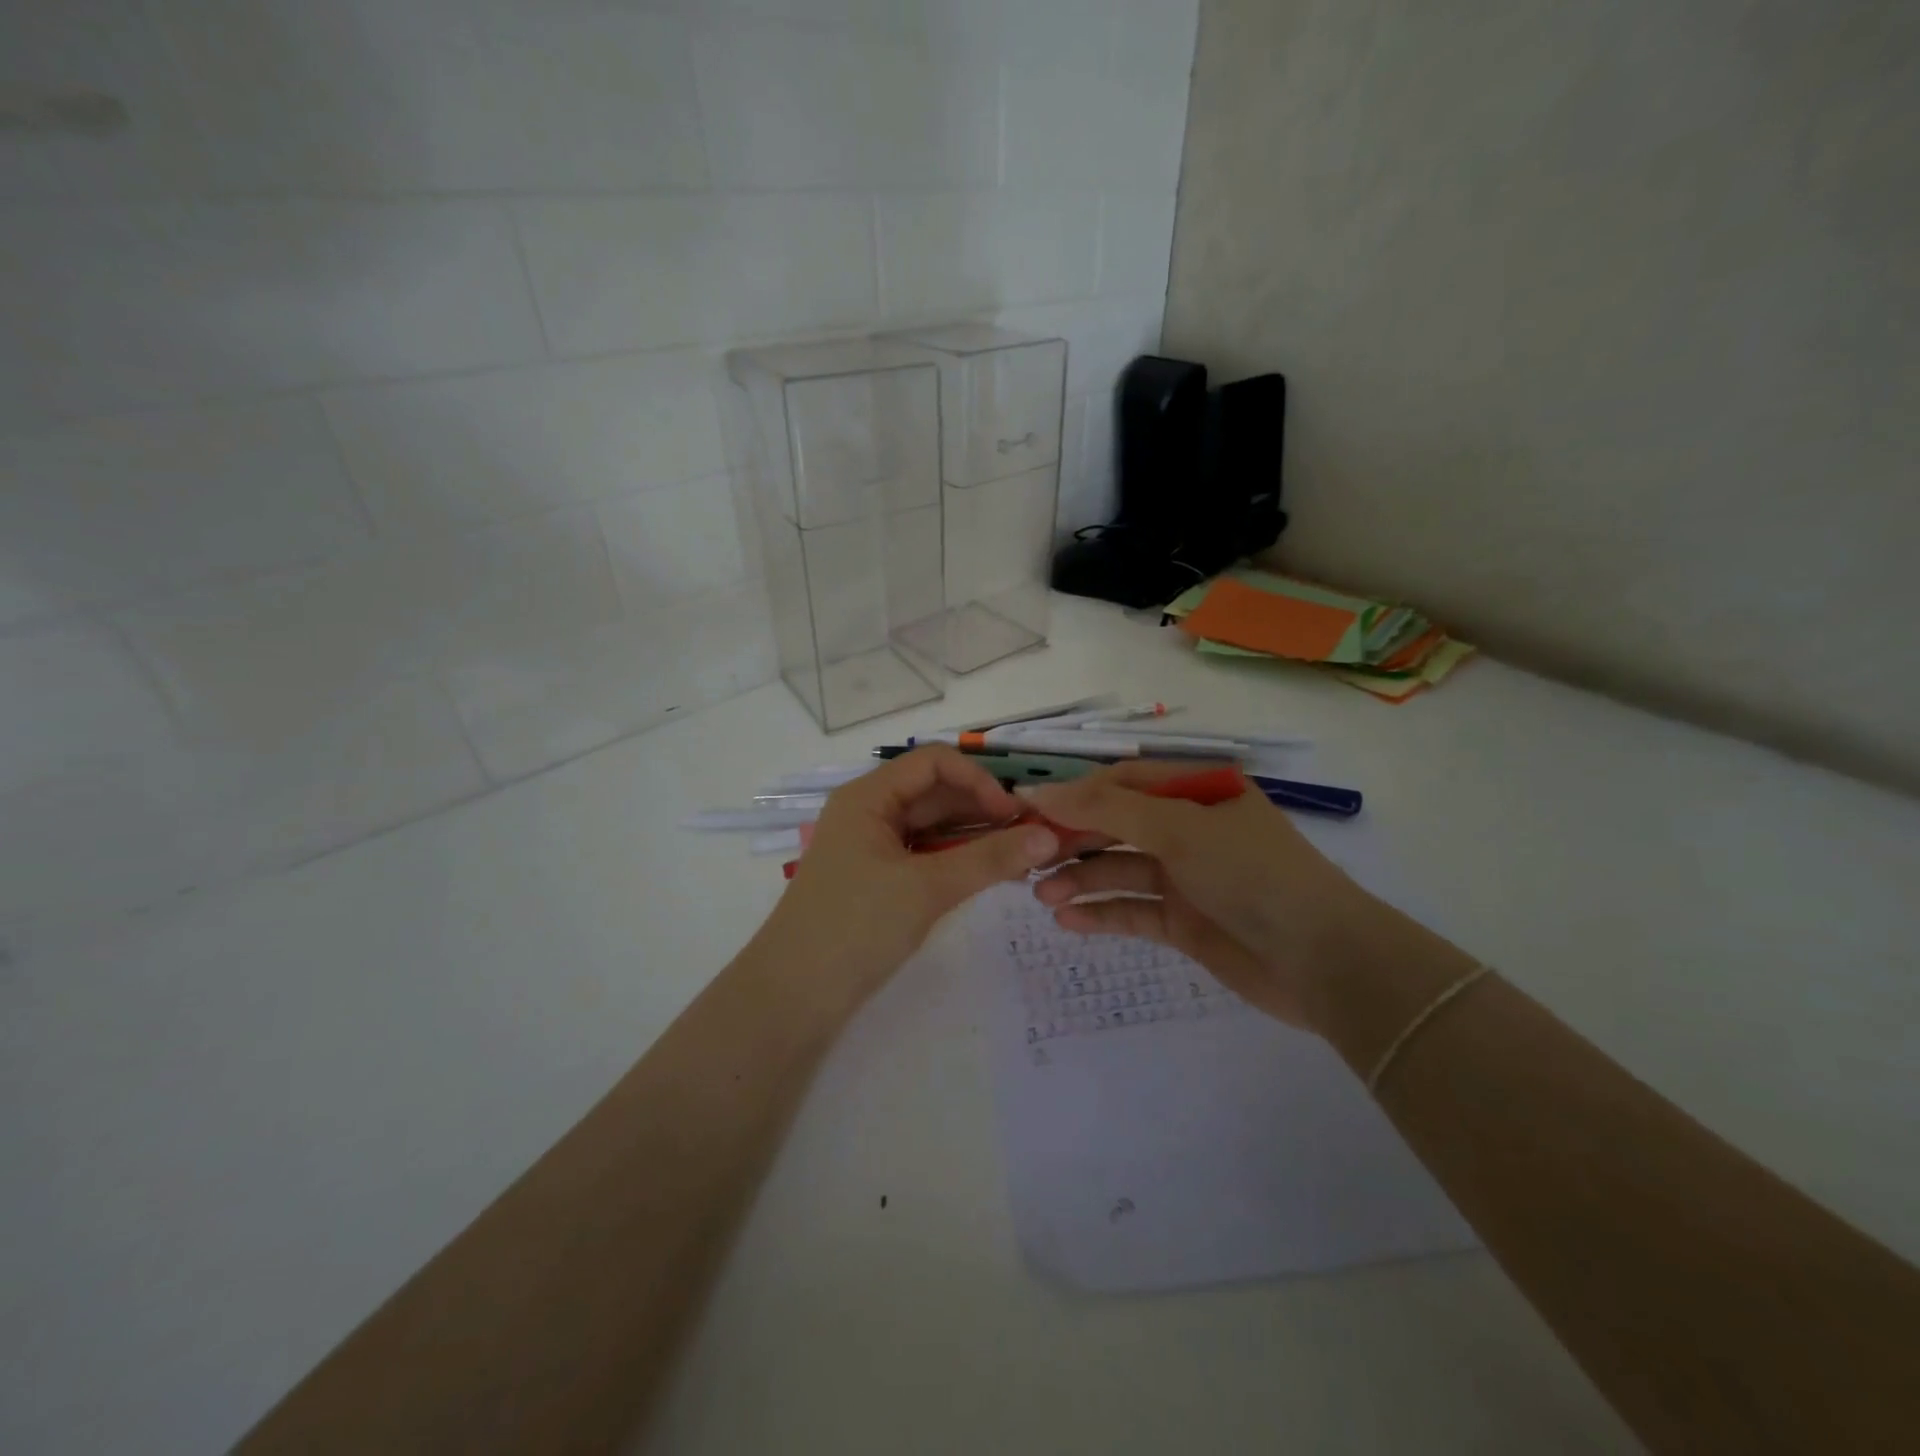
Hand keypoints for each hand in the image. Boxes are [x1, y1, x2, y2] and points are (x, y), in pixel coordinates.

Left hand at [754, 746, 1058, 1018]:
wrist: (792, 997)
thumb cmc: (855, 927)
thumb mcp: (926, 888)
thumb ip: (989, 859)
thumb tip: (1049, 837)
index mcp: (869, 796)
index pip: (934, 762)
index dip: (978, 780)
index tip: (1015, 815)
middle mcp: (870, 812)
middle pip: (935, 793)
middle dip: (983, 809)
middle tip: (1033, 837)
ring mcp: (872, 847)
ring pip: (933, 826)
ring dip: (975, 836)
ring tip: (1022, 857)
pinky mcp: (878, 879)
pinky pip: (926, 855)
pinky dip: (958, 860)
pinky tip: (990, 874)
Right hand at [1024, 763, 1382, 1029]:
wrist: (1324, 963)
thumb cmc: (1252, 874)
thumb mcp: (1179, 829)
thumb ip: (1106, 811)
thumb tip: (1036, 793)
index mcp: (1198, 791)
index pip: (1122, 782)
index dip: (1074, 795)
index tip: (1025, 812)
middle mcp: (1190, 828)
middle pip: (1116, 826)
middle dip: (1072, 840)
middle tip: (1026, 859)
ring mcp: (1187, 877)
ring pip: (1120, 870)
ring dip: (1080, 879)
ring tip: (1040, 895)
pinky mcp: (1185, 922)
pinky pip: (1133, 910)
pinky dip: (1101, 914)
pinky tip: (1066, 921)